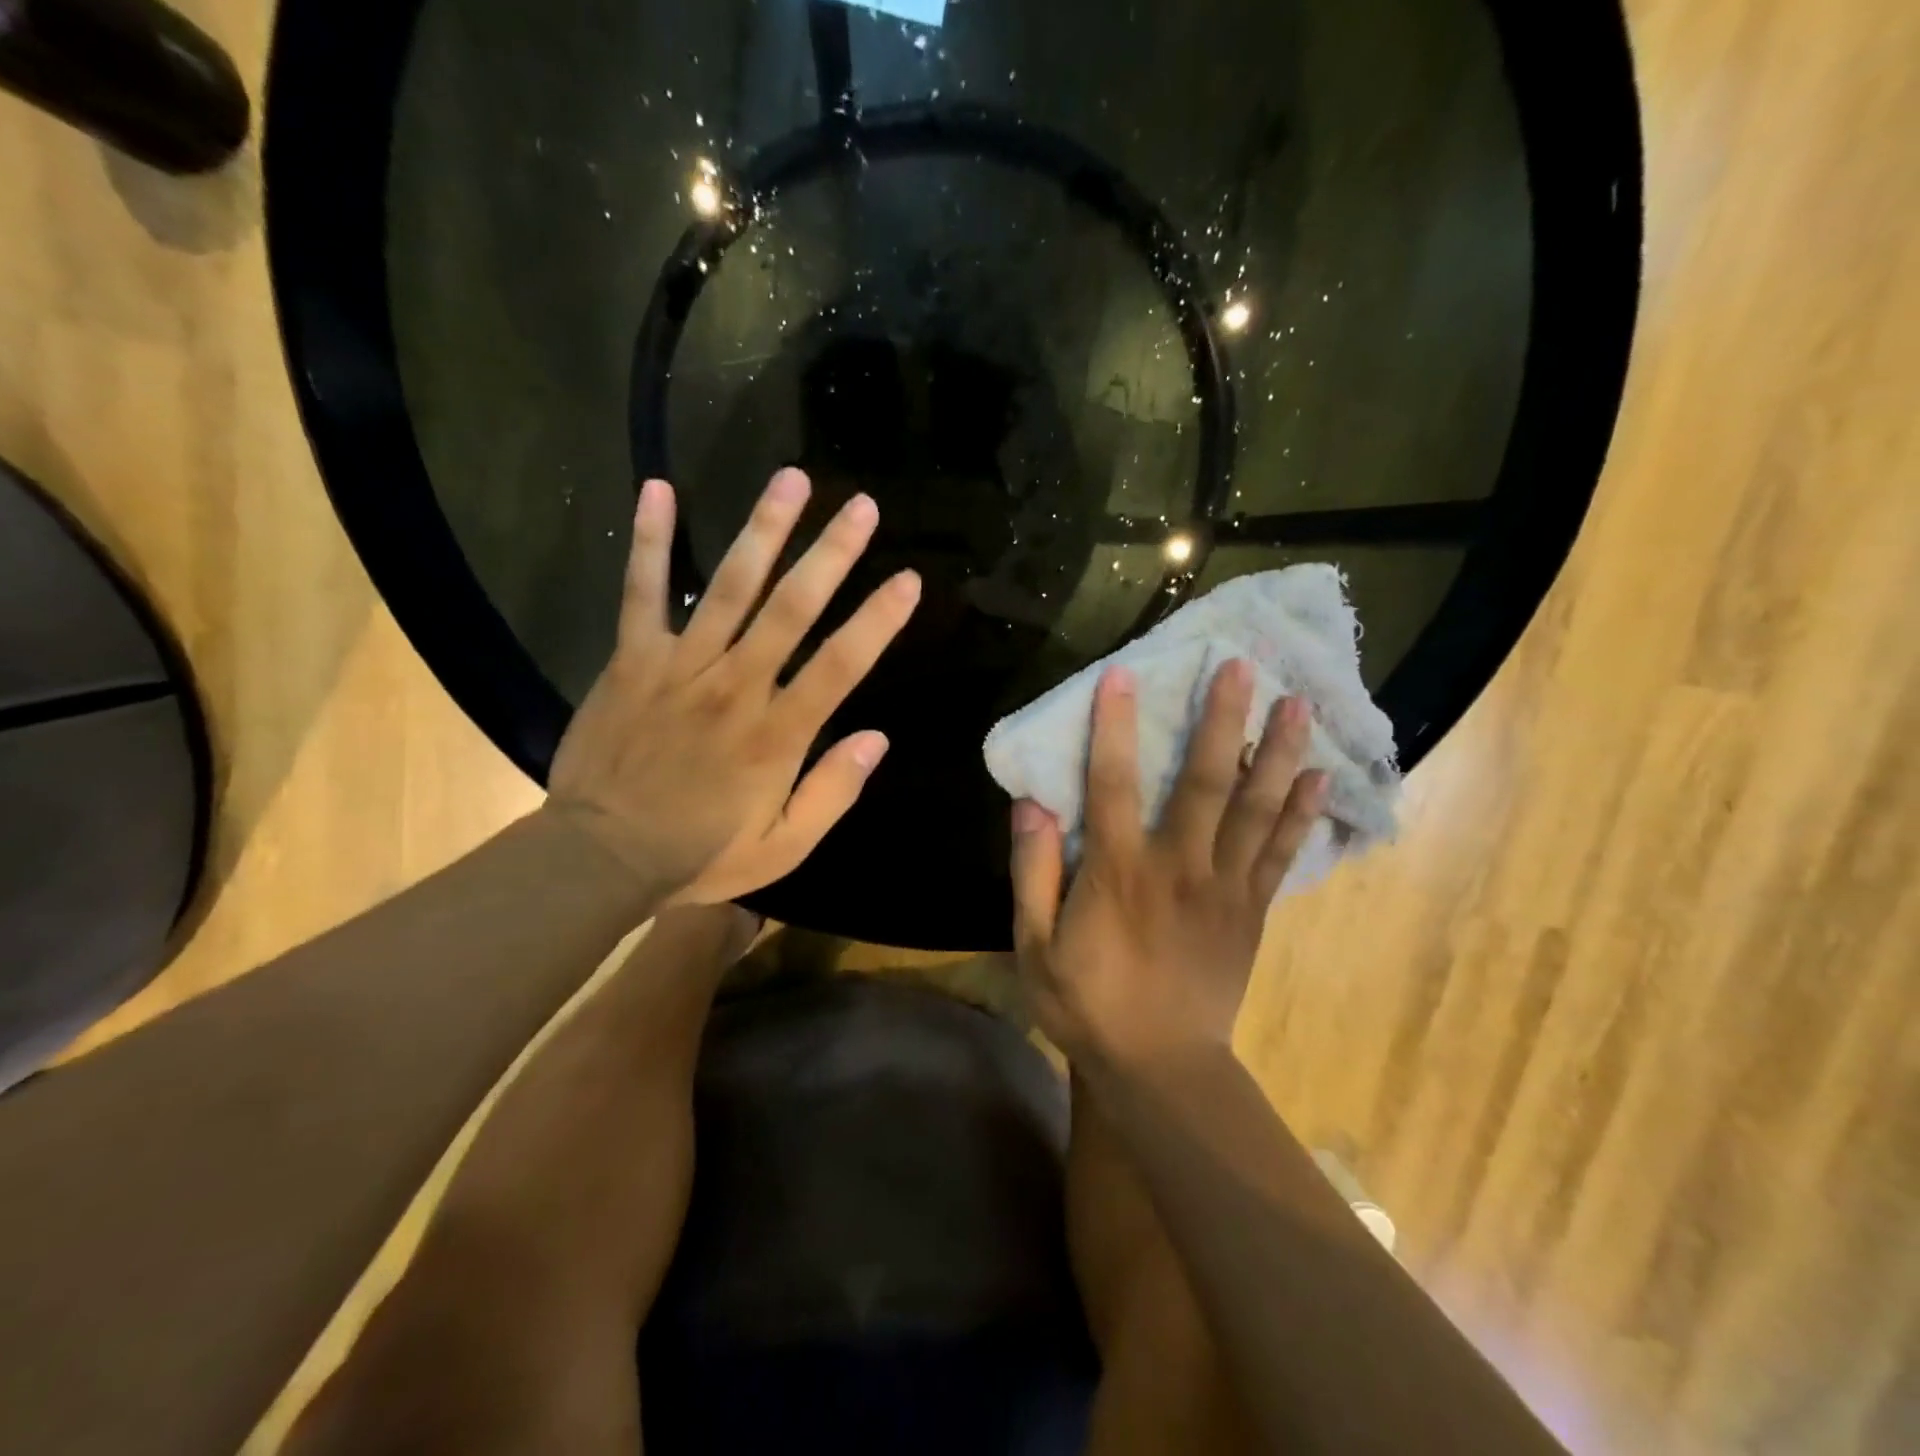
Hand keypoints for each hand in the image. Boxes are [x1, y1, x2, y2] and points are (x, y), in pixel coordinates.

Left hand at [548, 468, 920, 905]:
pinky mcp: (633, 660)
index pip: (840, 665)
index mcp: (777, 734)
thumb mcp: (783, 847)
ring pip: (729, 587)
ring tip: (792, 479)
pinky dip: (651, 541)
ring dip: (763, 530)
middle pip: (791, 609)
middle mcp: (736, 686)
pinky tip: (660, 488)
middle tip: (863, 506)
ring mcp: (681, 666)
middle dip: (831, 554)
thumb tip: (878, 739)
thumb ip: (832, 793)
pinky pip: (642, 592)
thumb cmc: (700, 854)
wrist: (600, 857)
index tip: (908, 579)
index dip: (878, 619)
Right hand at [1009, 661, 1327, 1070]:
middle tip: (1241, 666)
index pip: (1112, 785)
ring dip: (1276, 752)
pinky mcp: (1252, 910)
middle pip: (1203, 782)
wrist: (1162, 1069)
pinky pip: (1280, 853)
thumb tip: (1032, 804)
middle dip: (1221, 719)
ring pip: (1254, 809)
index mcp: (1119, 873)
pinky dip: (1301, 813)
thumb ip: (1032, 874)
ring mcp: (1224, 887)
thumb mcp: (1034, 948)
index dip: (1114, 727)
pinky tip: (1319, 776)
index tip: (1125, 673)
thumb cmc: (1089, 1005)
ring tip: (1297, 702)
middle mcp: (1178, 866)